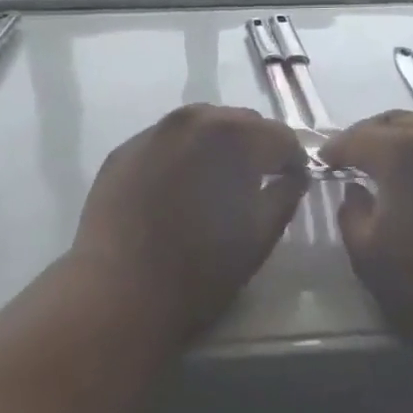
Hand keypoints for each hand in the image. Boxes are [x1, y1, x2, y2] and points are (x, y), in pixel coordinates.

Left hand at [71, 105, 308, 338]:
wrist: (119, 293)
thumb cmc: (200, 270)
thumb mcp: (259, 236)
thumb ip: (285, 196)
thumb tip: (293, 176)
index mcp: (233, 137)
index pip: (279, 136)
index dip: (293, 160)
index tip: (292, 182)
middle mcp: (192, 120)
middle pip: (239, 122)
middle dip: (255, 147)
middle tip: (257, 182)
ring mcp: (152, 132)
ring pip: (199, 127)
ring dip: (216, 147)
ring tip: (216, 183)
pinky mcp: (122, 151)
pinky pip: (165, 143)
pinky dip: (180, 157)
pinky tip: (176, 190)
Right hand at [323, 108, 412, 376]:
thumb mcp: (369, 257)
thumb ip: (351, 215)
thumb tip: (355, 191)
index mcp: (404, 153)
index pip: (358, 138)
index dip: (335, 149)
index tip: (323, 162)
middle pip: (396, 121)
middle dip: (368, 136)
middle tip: (352, 158)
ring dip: (405, 131)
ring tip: (391, 155)